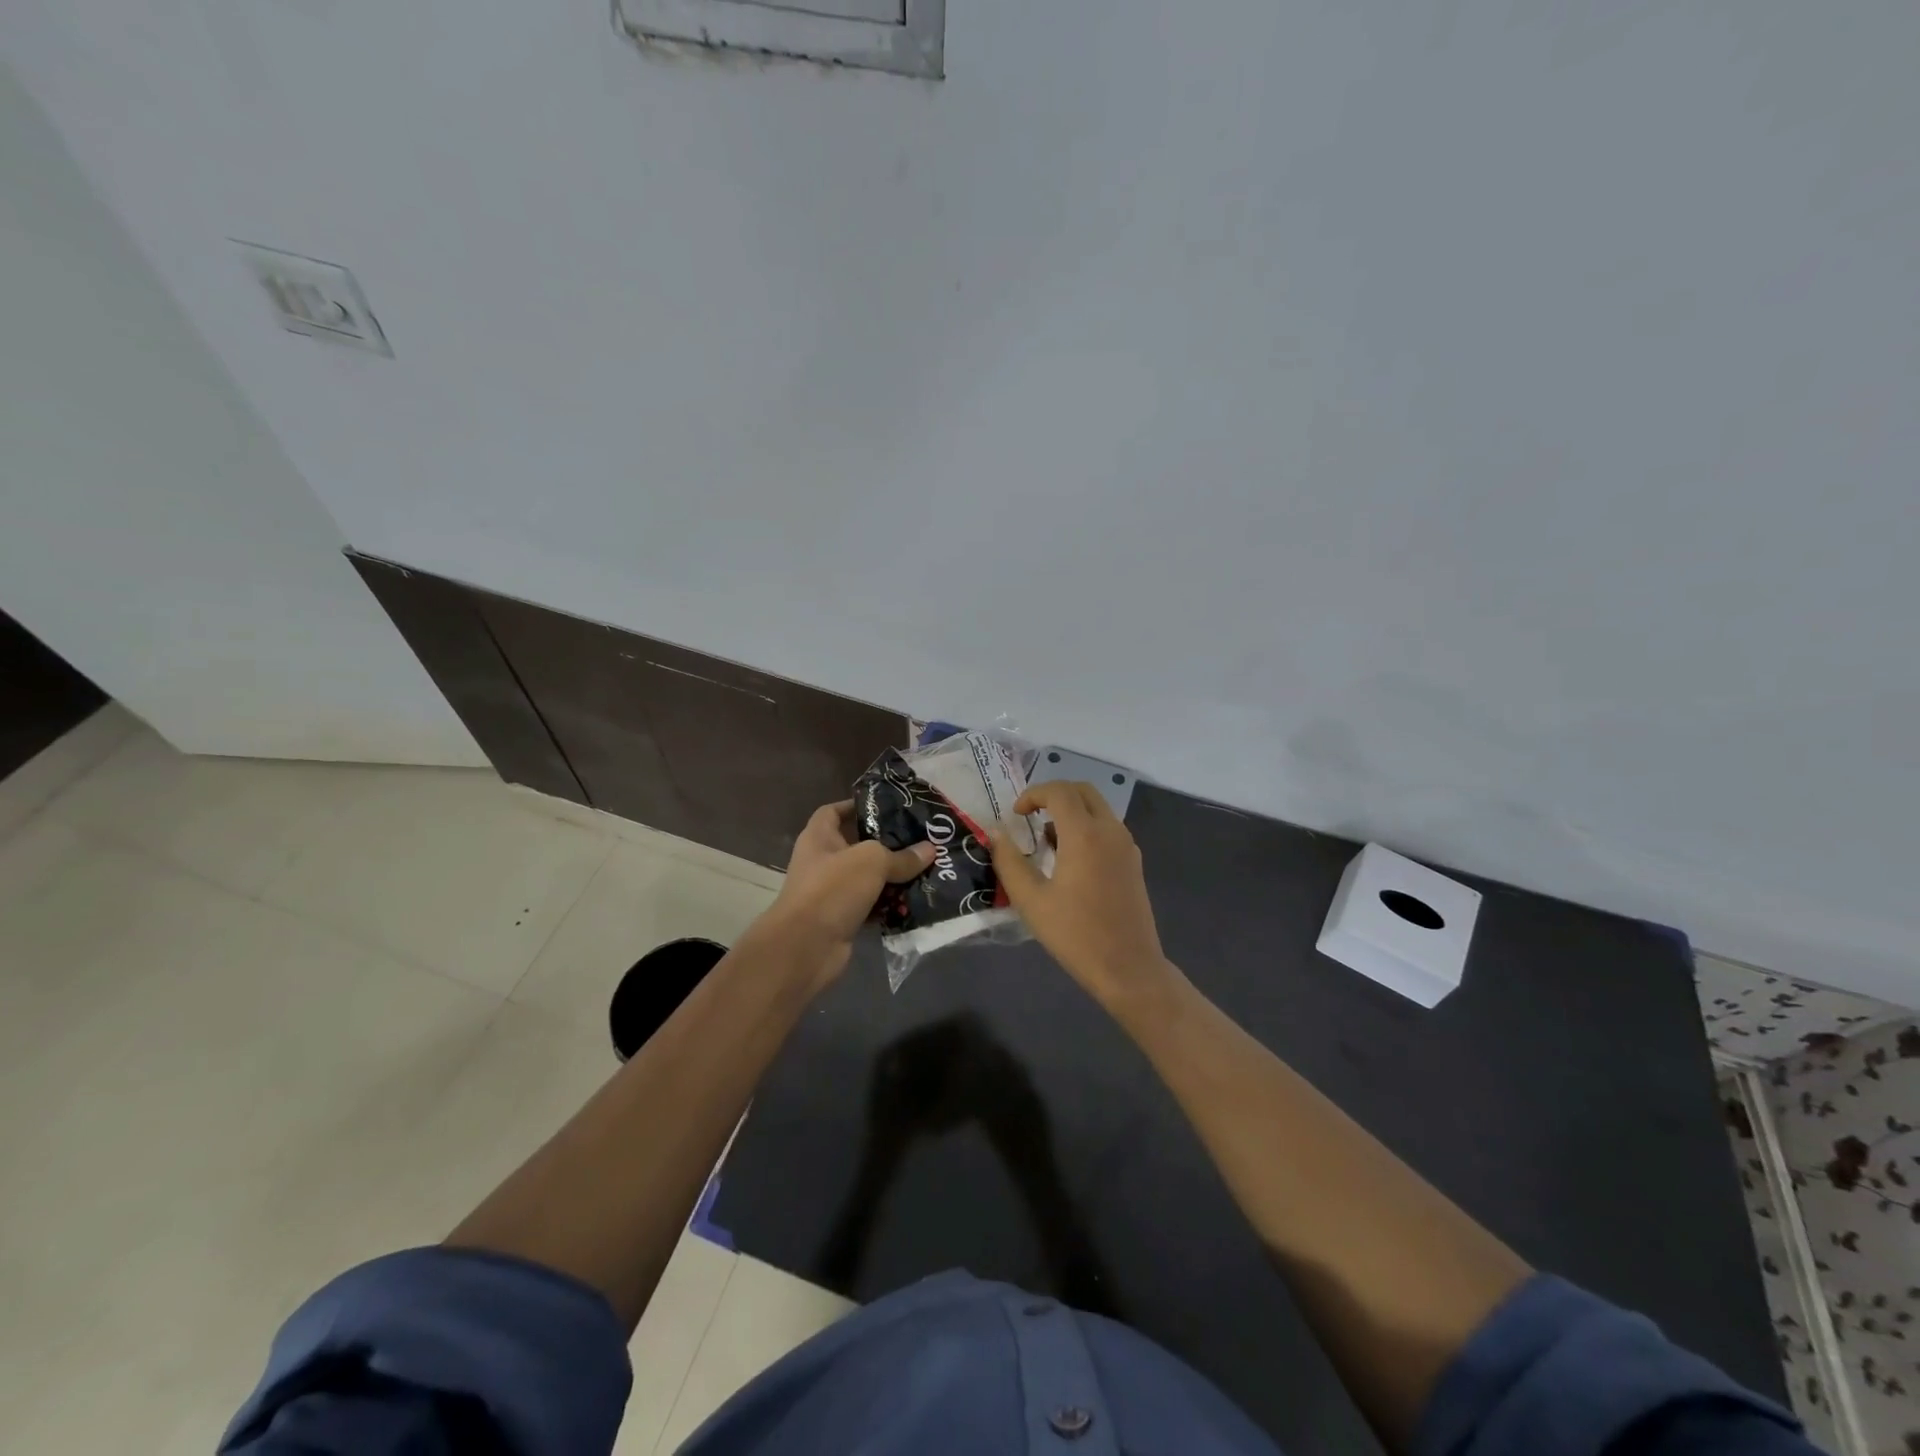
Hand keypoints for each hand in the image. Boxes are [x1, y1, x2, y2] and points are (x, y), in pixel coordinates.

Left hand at [762, 800, 934, 985]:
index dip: (857, 806)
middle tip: (920, 839)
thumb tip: (930, 850)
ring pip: (868, 878)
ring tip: (926, 868)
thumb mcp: (871, 862)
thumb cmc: (832, 889)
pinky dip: (890, 905)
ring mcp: (831, 892)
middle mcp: (823, 862)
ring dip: (893, 877)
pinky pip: (872, 906)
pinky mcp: (843, 919)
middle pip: (857, 845)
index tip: (888, 807)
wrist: (805, 948)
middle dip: (887, 844)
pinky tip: (916, 900)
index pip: (834, 811)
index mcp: (819, 838)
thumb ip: (901, 856)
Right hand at [988, 781, 1177, 1009]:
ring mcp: (1127, 845)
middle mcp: (1110, 831)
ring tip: (1046, 841)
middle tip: (1031, 816)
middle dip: (1054, 795)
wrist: (1128, 967)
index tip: (1016, 814)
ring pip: (1098, 808)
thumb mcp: (1031, 900)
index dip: (1033, 794)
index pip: (1059, 791)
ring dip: (1071, 812)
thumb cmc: (1075, 934)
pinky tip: (1070, 860)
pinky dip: (1087, 827)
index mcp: (1085, 835)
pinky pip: (1108, 828)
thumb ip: (1009, 862)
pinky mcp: (1134, 861)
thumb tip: (995, 833)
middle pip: (1083, 791)